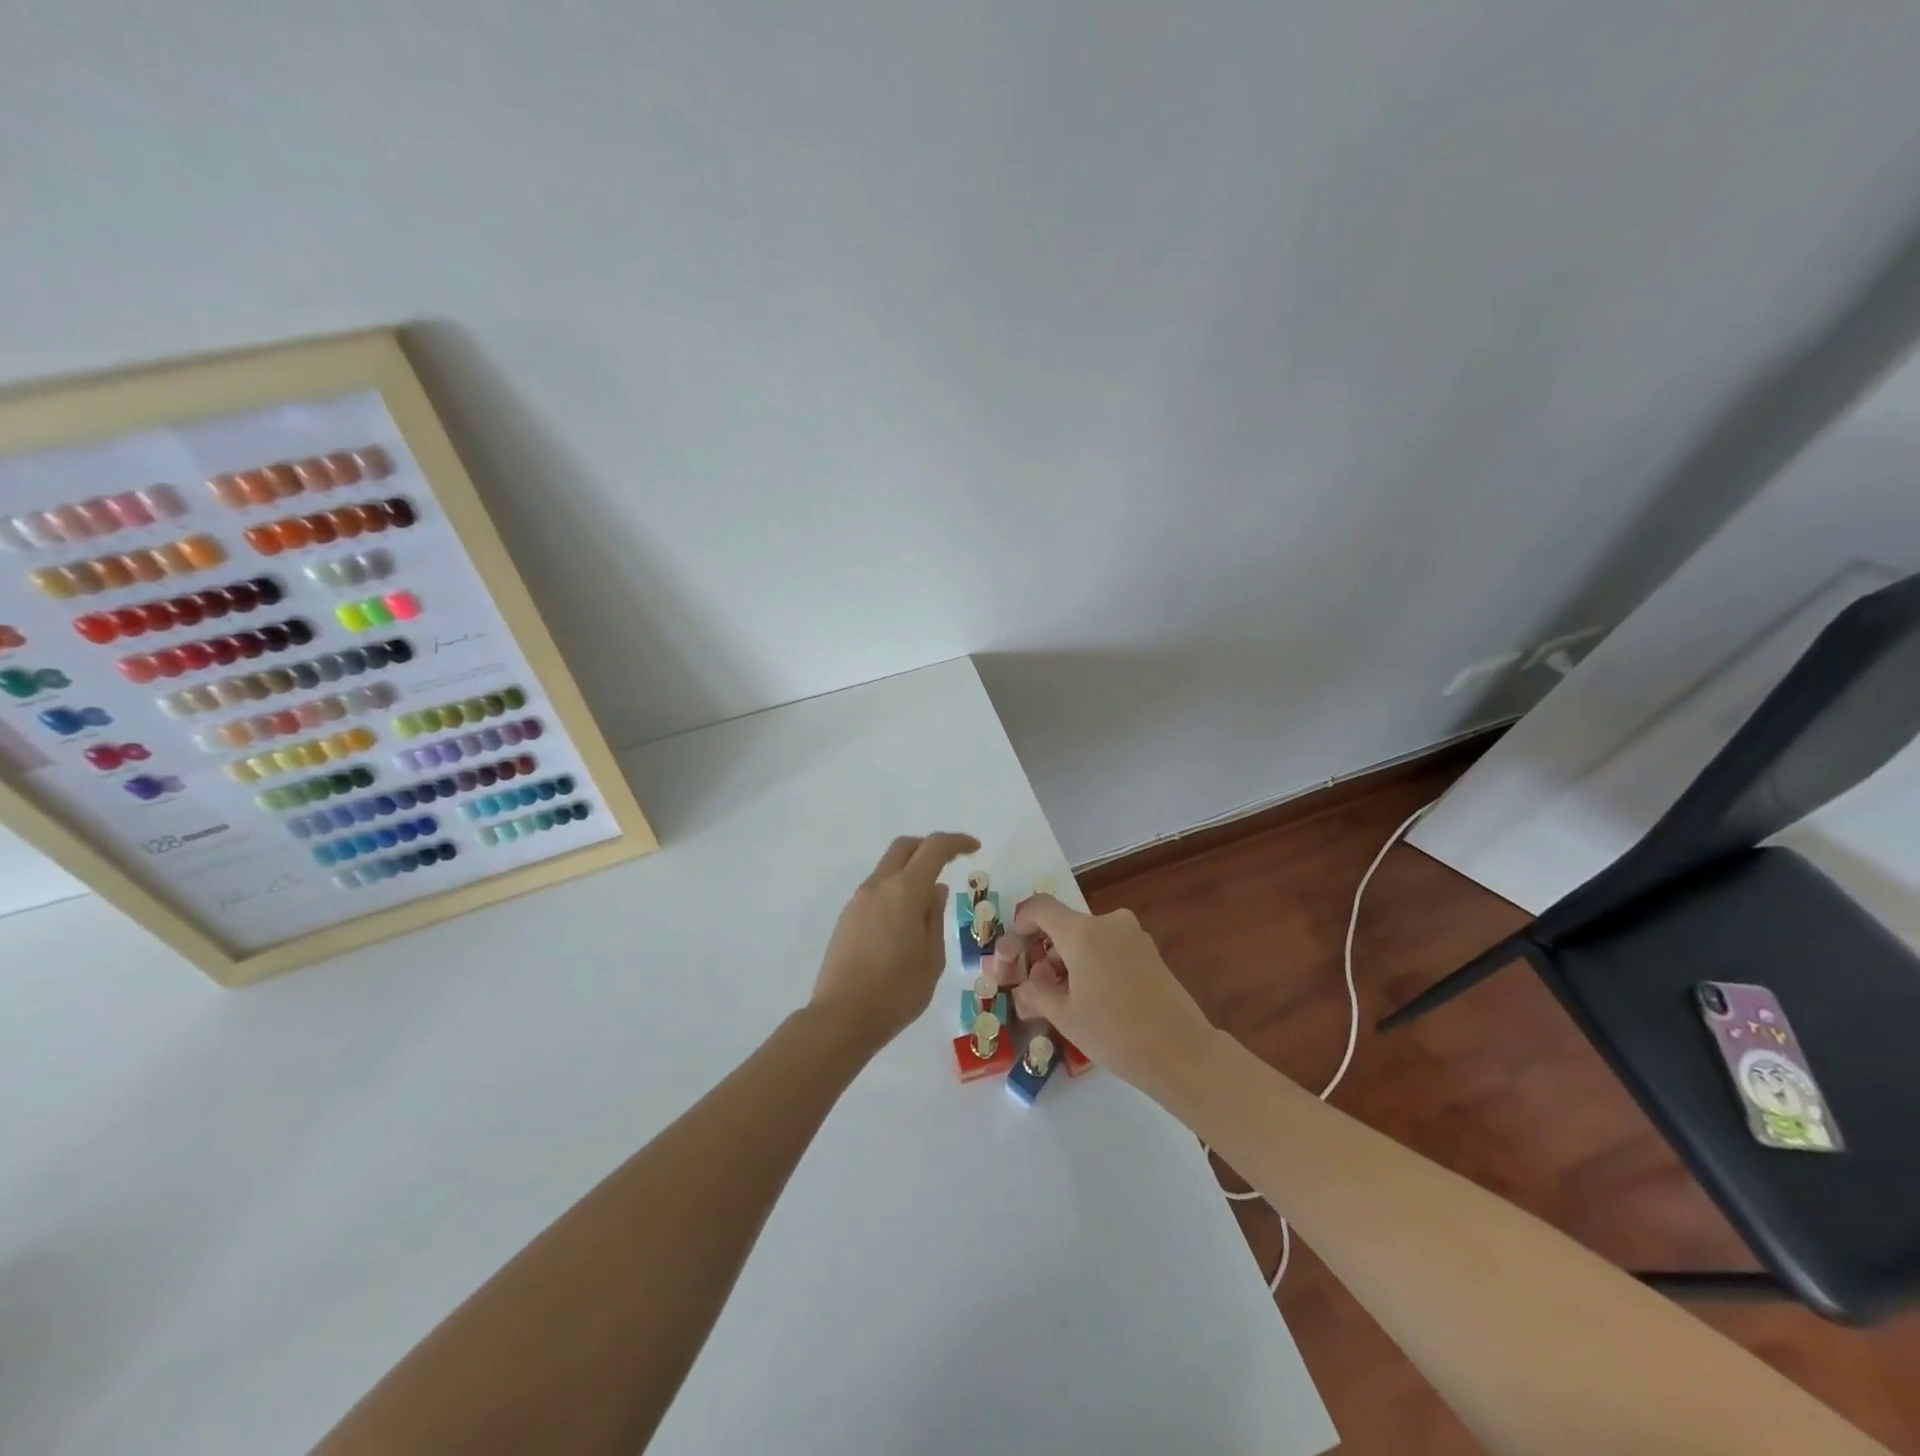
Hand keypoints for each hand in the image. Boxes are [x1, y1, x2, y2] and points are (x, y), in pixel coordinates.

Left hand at [810, 832, 980, 1052]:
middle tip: (951, 861)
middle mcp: (878, 887)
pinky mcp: (846, 919)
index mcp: (904, 891)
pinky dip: (896, 891)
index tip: (974, 848)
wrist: (842, 1018)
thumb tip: (935, 890)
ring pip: (887, 868)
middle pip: (903, 847)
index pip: (933, 849)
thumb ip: (935, 917)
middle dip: (929, 847)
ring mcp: (858, 901)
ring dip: (910, 871)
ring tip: (930, 901)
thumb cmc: (897, 991)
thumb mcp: (932, 958)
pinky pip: (876, 891)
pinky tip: (906, 920)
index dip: (956, 843)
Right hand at [1011, 894, 1216, 1091]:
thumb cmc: (1115, 1033)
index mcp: (1082, 932)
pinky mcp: (1149, 950)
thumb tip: (1023, 986)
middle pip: (1065, 925)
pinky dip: (1093, 962)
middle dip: (1046, 950)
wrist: (1182, 1052)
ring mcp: (1133, 935)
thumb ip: (1036, 993)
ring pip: (1088, 937)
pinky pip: (1109, 946)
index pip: (1040, 907)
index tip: (1017, 948)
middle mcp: (1108, 923)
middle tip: (1037, 986)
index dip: (1022, 921)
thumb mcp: (1065, 1016)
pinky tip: (1095, 997)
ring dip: (1070, 959)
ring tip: (1066, 998)